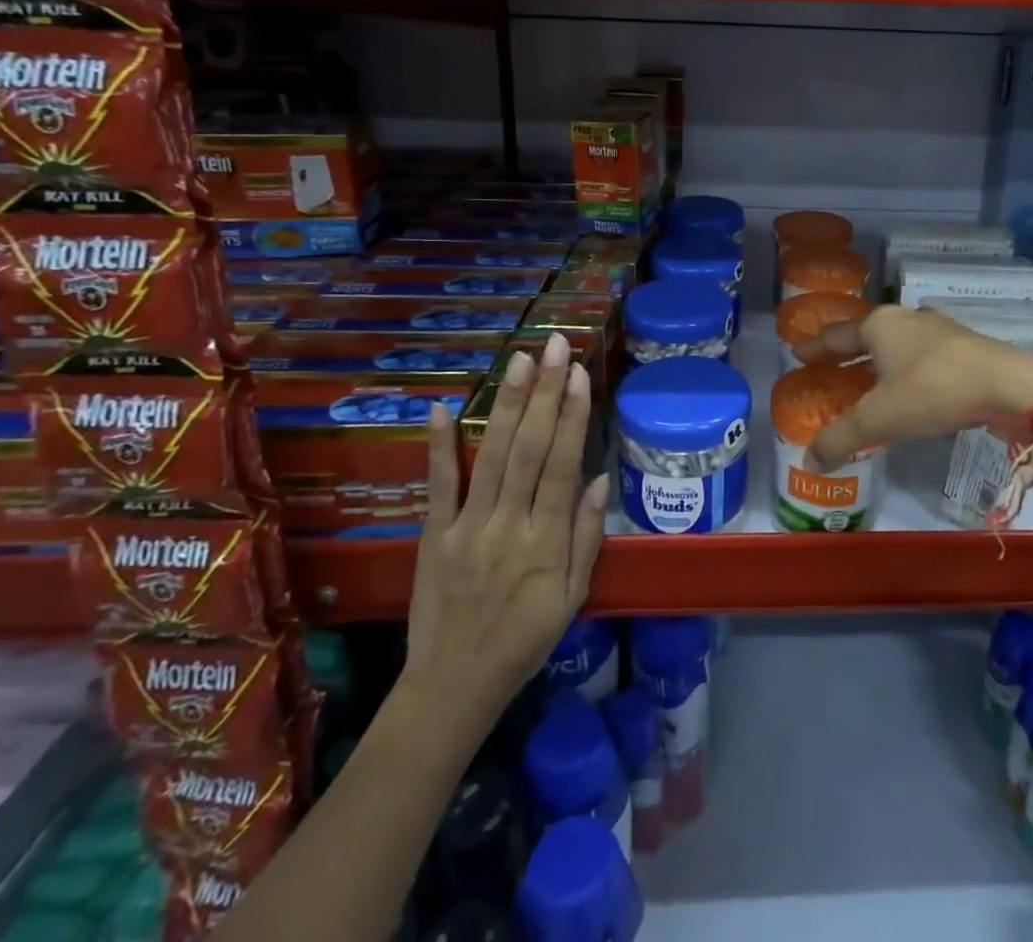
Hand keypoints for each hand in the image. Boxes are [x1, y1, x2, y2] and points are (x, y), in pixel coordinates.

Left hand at [401, 333, 609, 750]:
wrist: (454, 686)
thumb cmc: (526, 640)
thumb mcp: (574, 598)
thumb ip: (588, 537)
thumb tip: (600, 478)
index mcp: (546, 542)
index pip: (563, 466)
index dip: (573, 417)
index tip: (580, 375)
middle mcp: (508, 525)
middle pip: (530, 449)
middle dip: (545, 393)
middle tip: (555, 347)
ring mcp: (467, 527)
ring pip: (492, 456)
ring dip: (507, 405)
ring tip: (520, 361)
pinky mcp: (432, 535)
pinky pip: (438, 485)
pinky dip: (439, 446)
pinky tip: (443, 407)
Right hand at [794, 306, 1032, 470]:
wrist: (1008, 385)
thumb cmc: (933, 391)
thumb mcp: (880, 418)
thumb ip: (841, 439)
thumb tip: (808, 463)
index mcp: (879, 326)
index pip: (836, 335)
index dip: (814, 347)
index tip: (797, 354)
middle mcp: (905, 319)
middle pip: (865, 336)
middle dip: (845, 354)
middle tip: (827, 371)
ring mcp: (937, 329)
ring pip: (895, 344)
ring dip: (877, 361)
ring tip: (866, 383)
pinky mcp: (962, 345)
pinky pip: (919, 355)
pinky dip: (904, 369)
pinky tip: (909, 389)